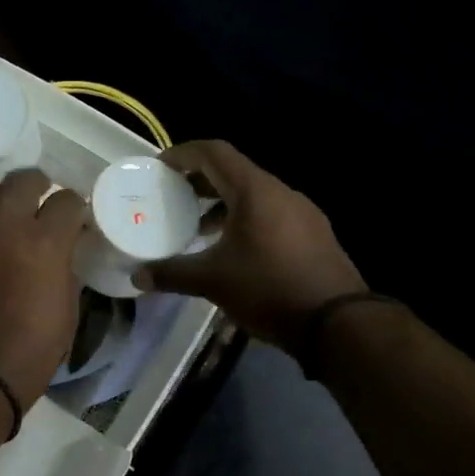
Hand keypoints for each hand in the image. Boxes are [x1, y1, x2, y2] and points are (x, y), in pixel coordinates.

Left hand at [0, 170, 89, 409]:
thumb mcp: (68, 306)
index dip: (76, 208)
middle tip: (40, 202)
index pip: (68, 200)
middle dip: (39, 186)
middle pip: (24, 179)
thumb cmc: (34, 347)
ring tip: (2, 212)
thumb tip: (64, 246)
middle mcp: (5, 226)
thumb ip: (66, 265)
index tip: (74, 219)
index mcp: (45, 242)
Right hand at [139, 140, 366, 348]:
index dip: (183, 154)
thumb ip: (172, 274)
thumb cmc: (269, 289)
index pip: (214, 153)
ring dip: (223, 204)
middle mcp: (281, 192)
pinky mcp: (314, 234)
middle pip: (234, 172)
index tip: (159, 168)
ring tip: (198, 228)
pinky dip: (245, 219)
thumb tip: (137, 277)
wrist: (337, 322)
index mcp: (256, 191)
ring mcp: (303, 212)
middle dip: (200, 181)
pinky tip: (233, 250)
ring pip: (254, 194)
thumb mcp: (213, 281)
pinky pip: (271, 214)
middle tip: (172, 197)